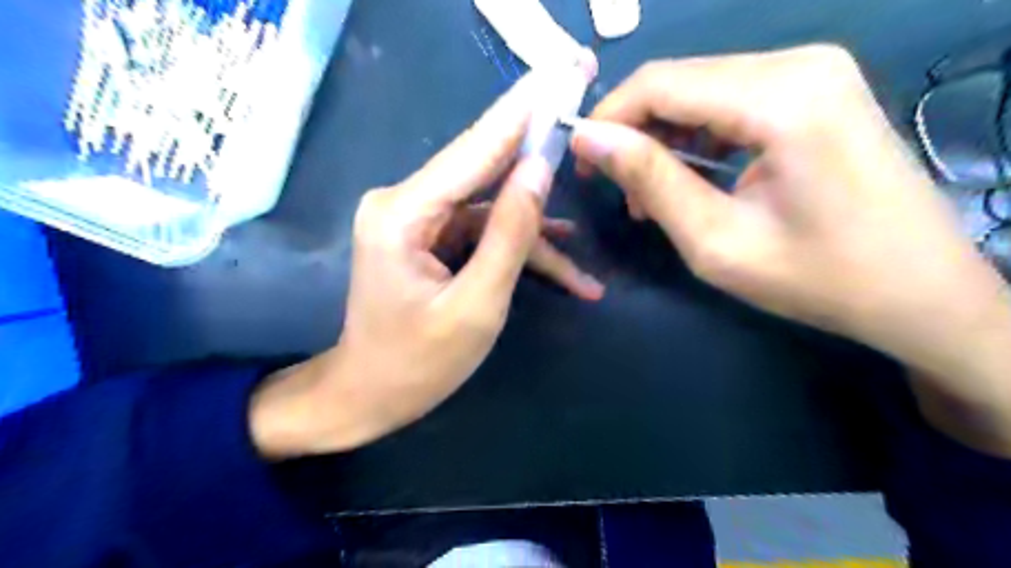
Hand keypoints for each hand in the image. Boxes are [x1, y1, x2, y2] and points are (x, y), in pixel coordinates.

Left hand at [250, 71, 602, 461]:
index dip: (523, 113)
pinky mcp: (431, 238)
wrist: (369, 395)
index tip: (563, 73)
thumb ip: (510, 235)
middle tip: (581, 111)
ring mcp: (419, 220)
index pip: (475, 149)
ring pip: (491, 211)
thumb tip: (540, 170)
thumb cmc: (418, 364)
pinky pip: (482, 232)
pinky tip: (564, 268)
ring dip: (537, 236)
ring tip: (584, 271)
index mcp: (404, 213)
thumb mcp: (477, 305)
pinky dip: (518, 249)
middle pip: (483, 170)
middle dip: (537, 154)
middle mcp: (405, 202)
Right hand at [569, 42, 1010, 451]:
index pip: (661, 84)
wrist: (920, 292)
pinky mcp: (817, 91)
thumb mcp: (716, 240)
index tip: (579, 162)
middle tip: (611, 185)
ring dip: (664, 139)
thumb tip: (589, 139)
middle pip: (681, 81)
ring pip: (702, 91)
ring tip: (648, 196)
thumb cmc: (817, 278)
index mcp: (781, 97)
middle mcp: (800, 63)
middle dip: (633, 131)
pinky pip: (732, 102)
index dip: (608, 118)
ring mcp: (815, 72)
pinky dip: (697, 139)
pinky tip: (689, 179)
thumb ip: (650, 180)